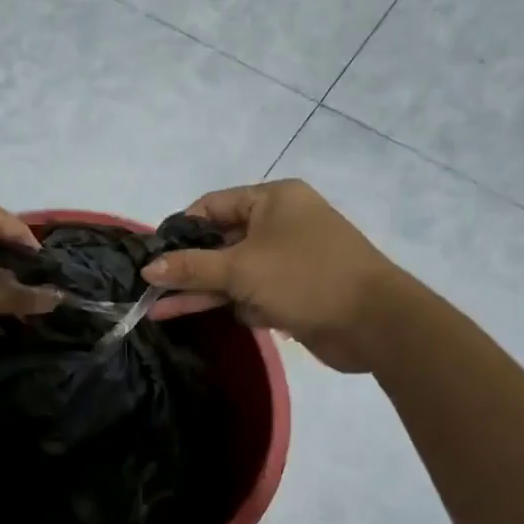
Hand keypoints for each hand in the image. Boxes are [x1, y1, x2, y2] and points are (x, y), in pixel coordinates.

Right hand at [141, 180, 401, 372]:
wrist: (375, 323)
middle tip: (149, 287)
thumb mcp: (241, 269)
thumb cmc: (305, 278)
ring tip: (157, 309)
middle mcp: (279, 224)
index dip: (180, 229)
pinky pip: (250, 292)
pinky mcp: (292, 291)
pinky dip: (227, 303)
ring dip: (199, 290)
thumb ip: (192, 267)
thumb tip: (148, 267)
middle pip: (219, 241)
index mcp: (273, 200)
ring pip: (232, 272)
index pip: (212, 206)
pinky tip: (191, 315)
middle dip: (186, 267)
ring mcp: (286, 259)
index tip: (153, 255)